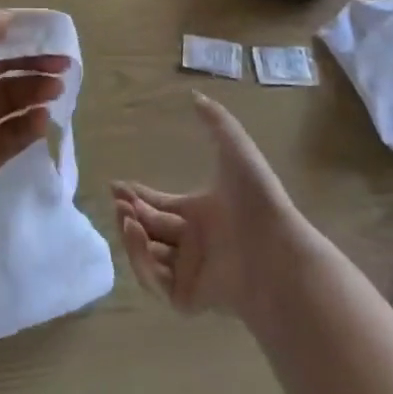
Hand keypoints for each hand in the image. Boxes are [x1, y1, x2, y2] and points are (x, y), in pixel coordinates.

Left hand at [0, 8, 68, 251]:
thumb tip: (5, 18)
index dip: (9, 33)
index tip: (44, 31)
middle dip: (30, 62)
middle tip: (65, 62)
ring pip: (9, 100)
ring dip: (35, 90)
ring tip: (59, 89)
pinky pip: (13, 134)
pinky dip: (31, 124)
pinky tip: (45, 119)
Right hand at [112, 93, 307, 318]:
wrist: (277, 250)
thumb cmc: (256, 200)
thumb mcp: (236, 150)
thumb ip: (217, 122)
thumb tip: (195, 95)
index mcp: (201, 214)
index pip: (160, 205)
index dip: (137, 196)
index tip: (115, 186)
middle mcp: (193, 243)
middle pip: (150, 229)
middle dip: (129, 212)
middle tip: (116, 200)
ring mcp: (190, 272)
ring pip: (148, 256)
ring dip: (131, 236)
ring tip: (126, 216)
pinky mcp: (189, 298)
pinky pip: (157, 283)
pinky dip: (142, 262)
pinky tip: (138, 236)